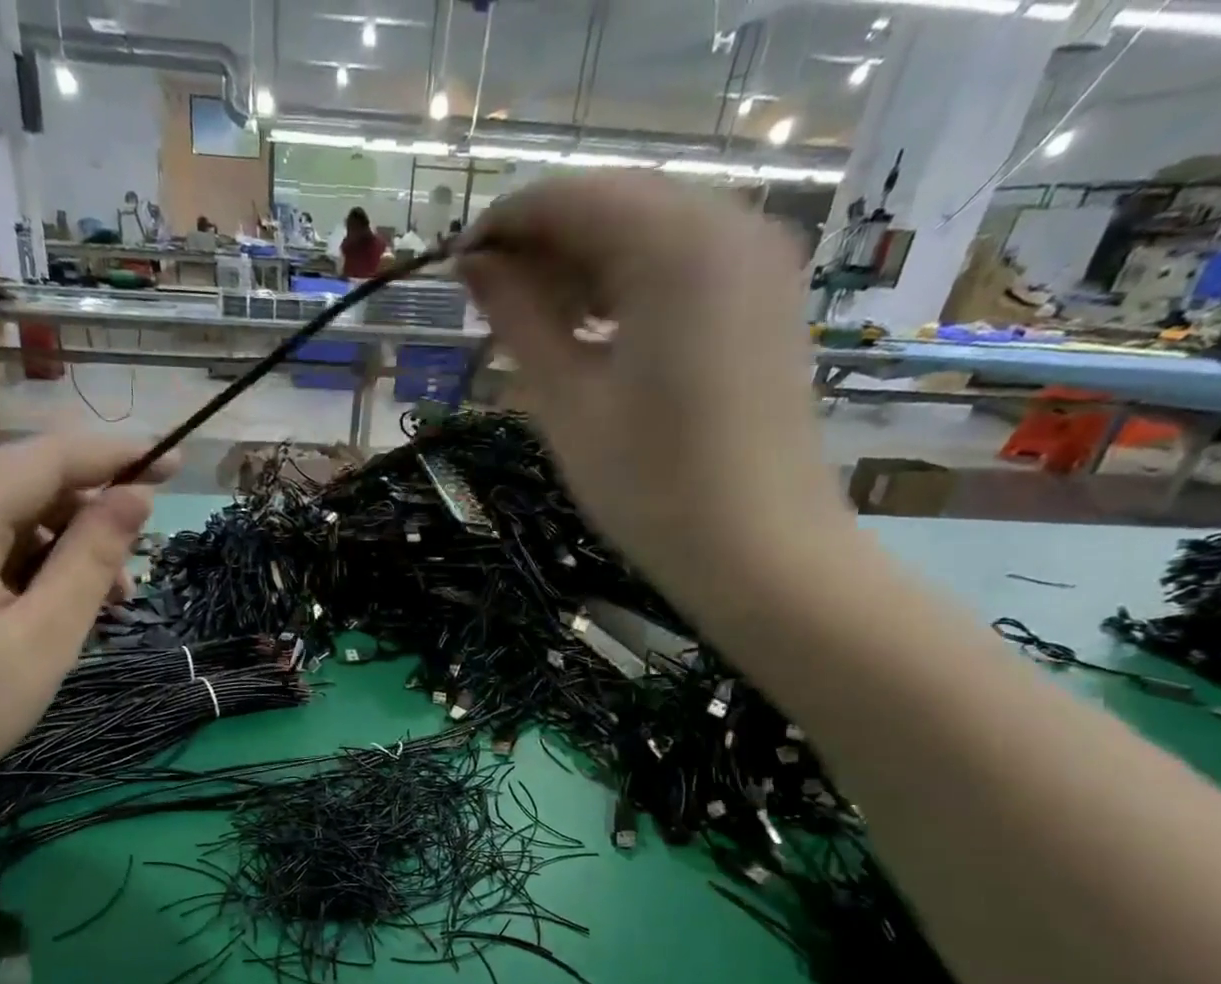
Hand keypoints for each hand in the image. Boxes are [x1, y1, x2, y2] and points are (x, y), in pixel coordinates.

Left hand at [0, 434, 172, 812]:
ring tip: (114, 598)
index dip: (111, 455)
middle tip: (144, 551)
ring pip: (8, 520)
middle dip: (90, 508)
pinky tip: (64, 605)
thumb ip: (92, 559)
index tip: (172, 462)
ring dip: (66, 546)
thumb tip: (135, 498)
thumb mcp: (47, 637)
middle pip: (21, 485)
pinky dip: (34, 568)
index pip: (40, 460)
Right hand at [458, 176, 850, 601]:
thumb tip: (472, 266)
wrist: (758, 549)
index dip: (503, 224)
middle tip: (491, 307)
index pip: (570, 196)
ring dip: (583, 265)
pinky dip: (628, 284)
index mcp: (676, 244)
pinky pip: (682, 262)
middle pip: (612, 203)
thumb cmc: (650, 486)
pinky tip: (594, 334)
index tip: (455, 268)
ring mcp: (758, 257)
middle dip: (543, 245)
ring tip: (536, 328)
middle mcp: (730, 222)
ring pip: (647, 230)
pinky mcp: (765, 295)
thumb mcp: (567, 402)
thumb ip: (518, 319)